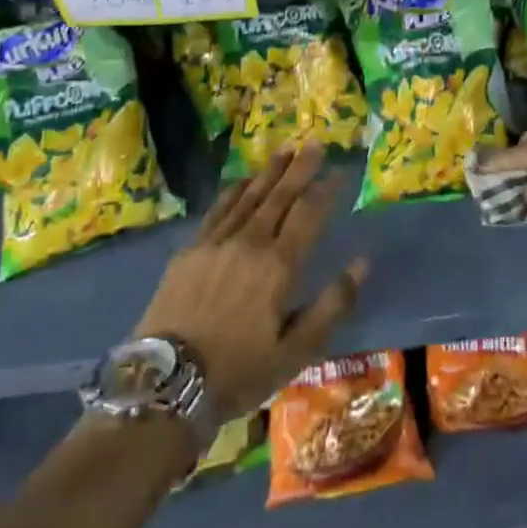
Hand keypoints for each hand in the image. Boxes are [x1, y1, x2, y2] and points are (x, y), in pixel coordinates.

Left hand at [133, 144, 366, 421]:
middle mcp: (249, 242)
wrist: (165, 384)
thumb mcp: (295, 351)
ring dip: (269, 172)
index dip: (326, 190)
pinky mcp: (190, 250)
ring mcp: (215, 242)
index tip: (340, 171)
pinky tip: (242, 181)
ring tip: (285, 151)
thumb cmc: (238, 371)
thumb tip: (362, 264)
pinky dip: (234, 191)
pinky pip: (218, 209)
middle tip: (314, 143)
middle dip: (300, 168)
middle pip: (279, 196)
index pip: (308, 215)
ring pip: (249, 196)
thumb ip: (331, 305)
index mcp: (278, 265)